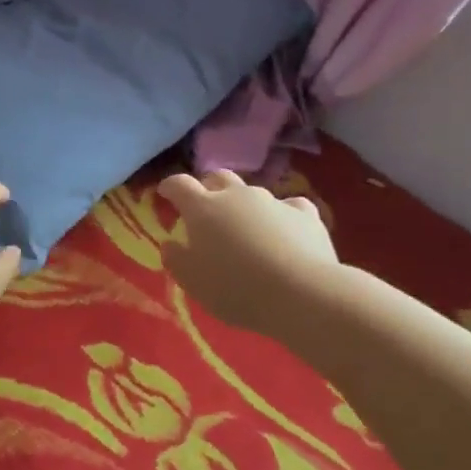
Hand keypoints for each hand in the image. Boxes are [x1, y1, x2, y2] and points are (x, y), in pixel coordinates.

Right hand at [157, 170, 338, 340]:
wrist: (301, 292)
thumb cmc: (235, 288)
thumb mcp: (193, 282)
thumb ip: (176, 260)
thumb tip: (170, 244)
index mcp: (203, 209)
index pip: (180, 185)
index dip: (170, 186)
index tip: (165, 192)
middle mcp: (237, 196)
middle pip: (218, 177)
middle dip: (208, 186)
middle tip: (205, 205)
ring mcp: (274, 201)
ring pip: (253, 193)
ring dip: (245, 205)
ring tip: (247, 228)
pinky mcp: (305, 213)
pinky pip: (289, 207)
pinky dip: (282, 216)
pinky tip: (286, 232)